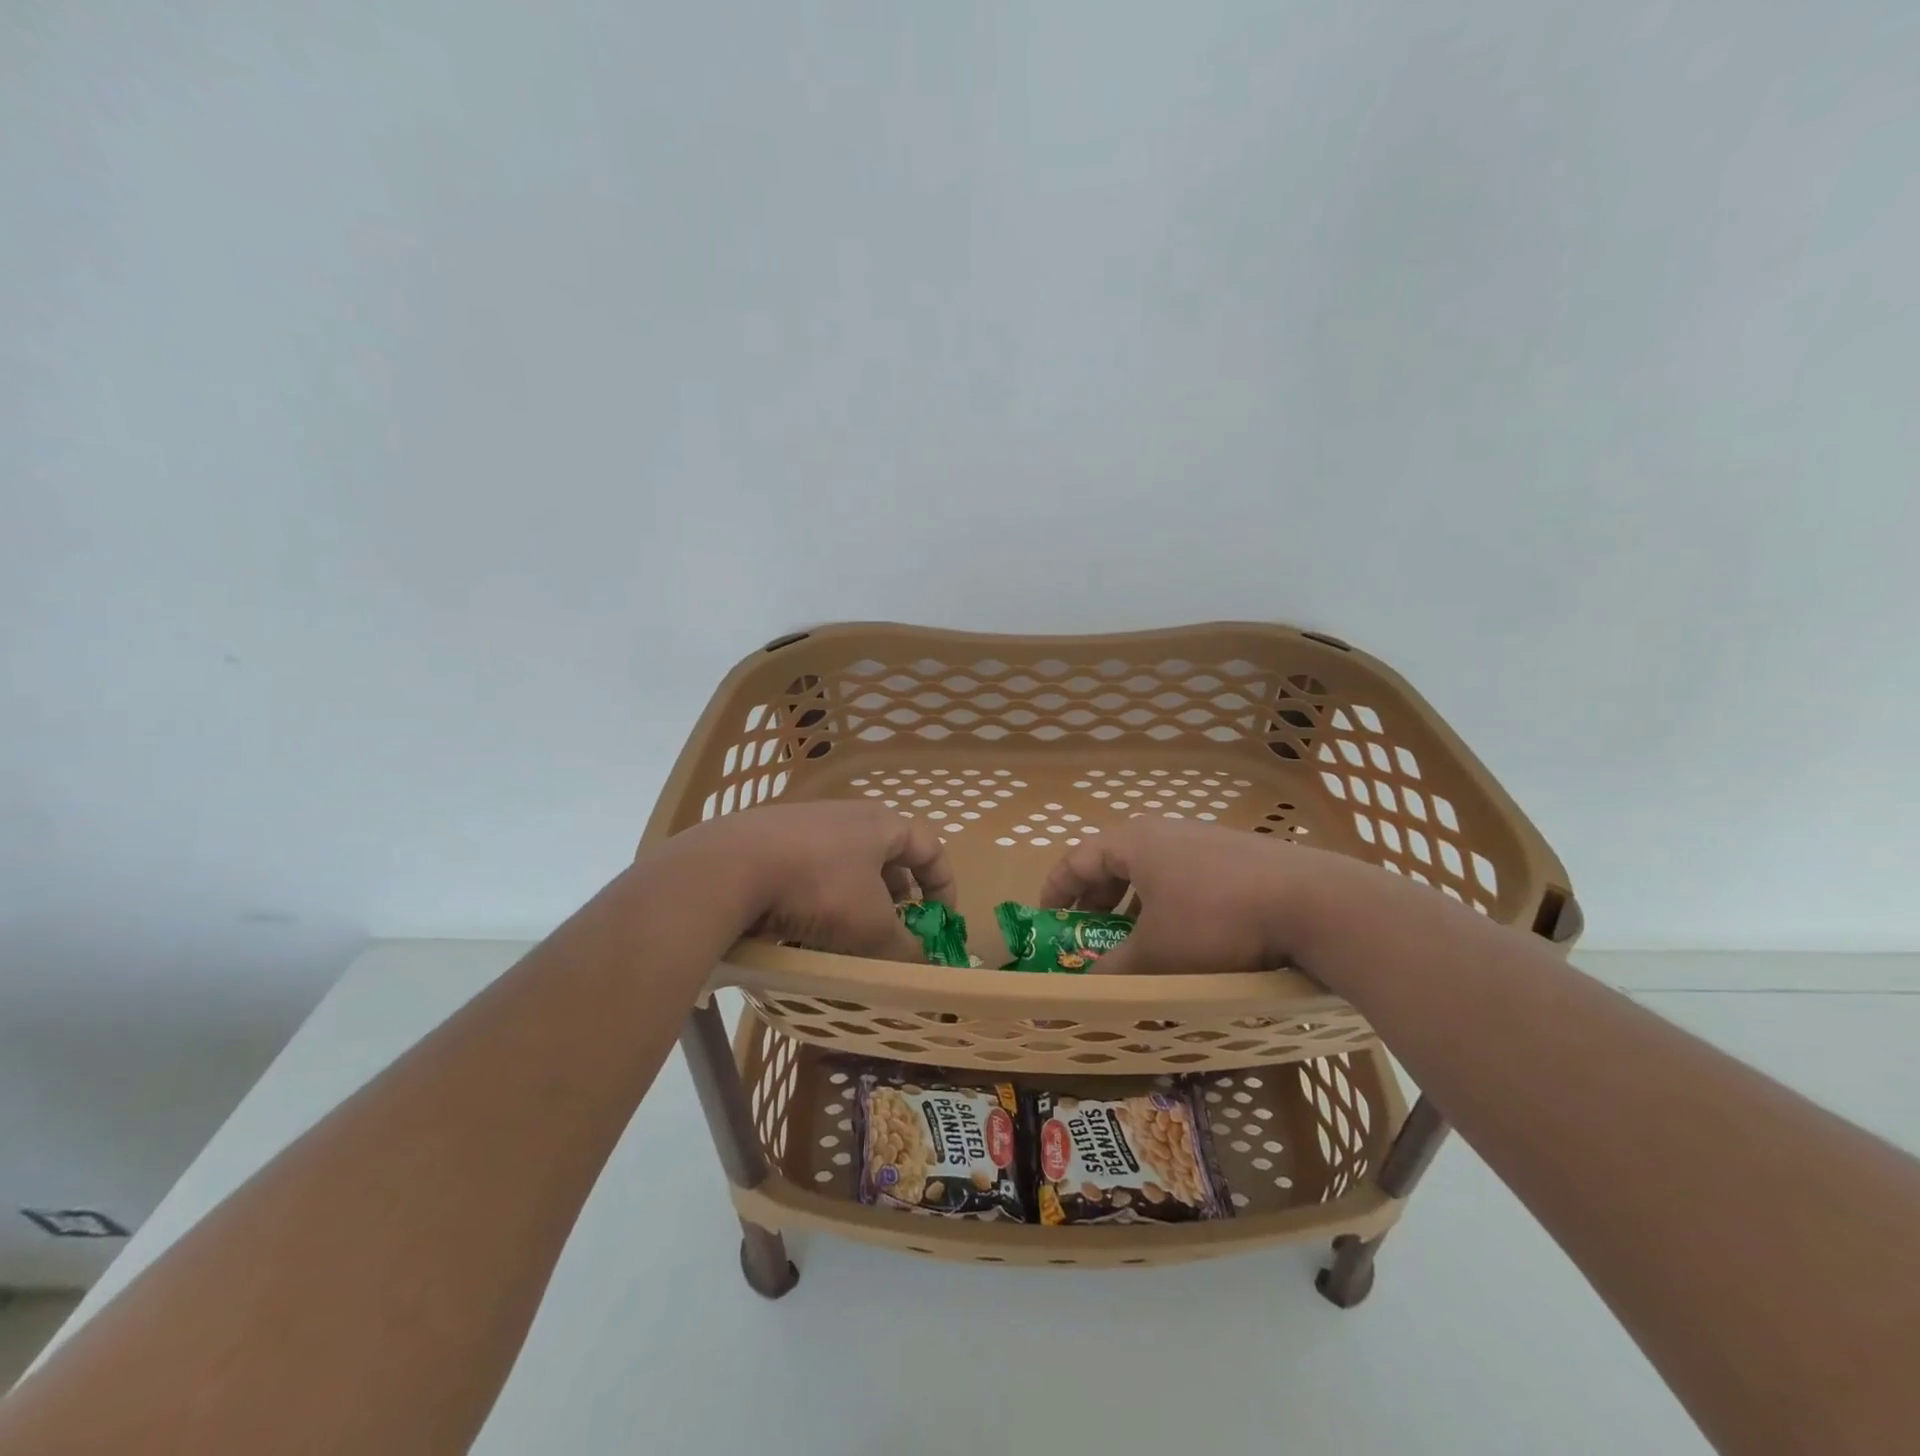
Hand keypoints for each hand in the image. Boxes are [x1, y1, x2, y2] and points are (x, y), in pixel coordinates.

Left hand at [651, 801, 956, 961]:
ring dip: (858, 902)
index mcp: (882, 824)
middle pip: (889, 857)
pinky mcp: (770, 841)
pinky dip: (820, 899)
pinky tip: (805, 929)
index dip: (944, 887)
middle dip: (899, 899)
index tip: (941, 923)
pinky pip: (811, 871)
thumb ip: (904, 948)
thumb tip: (923, 966)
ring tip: (850, 938)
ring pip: (848, 867)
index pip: (931, 848)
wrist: (729, 867)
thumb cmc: (819, 887)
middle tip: (896, 932)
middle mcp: (848, 816)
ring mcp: (806, 825)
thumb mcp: (871, 926)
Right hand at [1037, 818, 1357, 974]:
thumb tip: (1089, 986)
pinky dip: (1168, 901)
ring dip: (1133, 902)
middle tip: (1089, 931)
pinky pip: (1185, 875)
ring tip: (1135, 935)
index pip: (1077, 858)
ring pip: (1152, 869)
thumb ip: (1115, 970)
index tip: (1046, 918)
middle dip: (1096, 898)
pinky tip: (1186, 932)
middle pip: (1114, 860)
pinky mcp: (1237, 856)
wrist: (1312, 903)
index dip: (1056, 888)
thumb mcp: (1157, 954)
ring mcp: (1204, 840)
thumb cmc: (1215, 922)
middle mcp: (1165, 832)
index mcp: (1134, 843)